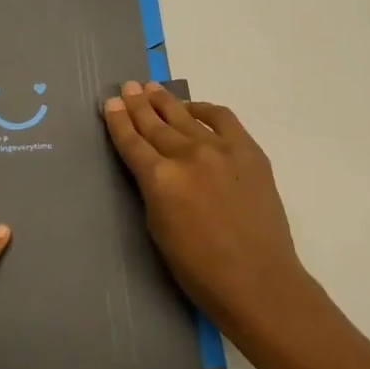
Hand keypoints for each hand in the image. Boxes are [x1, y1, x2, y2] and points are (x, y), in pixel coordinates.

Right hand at [102, 81, 314, 348]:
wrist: (258, 281)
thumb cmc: (199, 269)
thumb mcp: (158, 229)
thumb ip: (152, 190)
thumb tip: (153, 167)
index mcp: (159, 179)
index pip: (132, 142)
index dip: (119, 122)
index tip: (111, 104)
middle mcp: (187, 156)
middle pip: (155, 124)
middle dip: (138, 105)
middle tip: (127, 87)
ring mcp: (220, 149)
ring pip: (184, 116)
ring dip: (164, 101)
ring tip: (150, 87)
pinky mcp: (248, 151)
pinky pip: (221, 118)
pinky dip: (203, 109)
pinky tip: (192, 107)